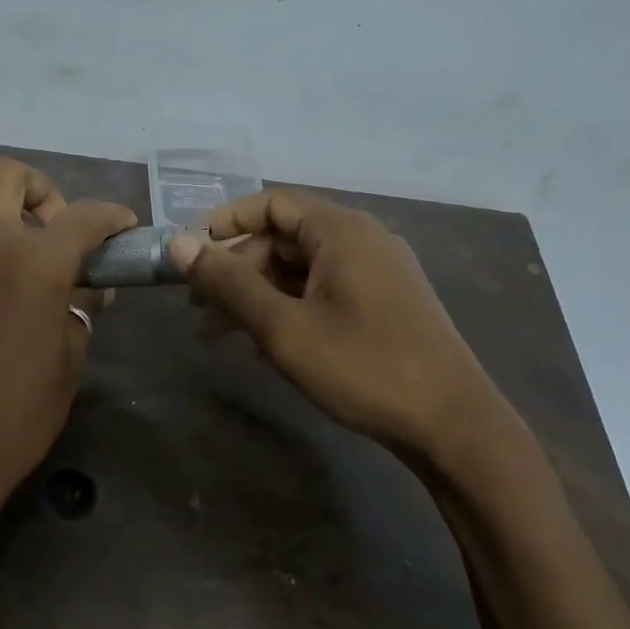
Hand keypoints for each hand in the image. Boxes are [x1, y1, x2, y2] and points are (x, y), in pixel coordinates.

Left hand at [0, 158, 135, 538]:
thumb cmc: (15, 419)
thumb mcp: (68, 364)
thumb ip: (80, 312)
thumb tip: (87, 290)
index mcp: (33, 263)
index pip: (83, 215)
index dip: (112, 216)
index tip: (123, 228)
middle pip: (5, 175)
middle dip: (40, 191)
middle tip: (54, 233)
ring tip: (14, 262)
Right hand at [167, 189, 509, 465]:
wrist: (451, 424)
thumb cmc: (363, 367)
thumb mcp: (283, 327)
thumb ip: (228, 284)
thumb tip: (178, 245)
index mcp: (341, 231)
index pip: (272, 203)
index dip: (225, 223)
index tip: (190, 254)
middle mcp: (362, 240)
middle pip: (283, 238)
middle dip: (236, 270)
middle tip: (198, 310)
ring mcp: (378, 272)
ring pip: (301, 269)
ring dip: (258, 295)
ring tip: (221, 334)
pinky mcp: (385, 303)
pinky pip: (323, 291)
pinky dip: (288, 308)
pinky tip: (265, 345)